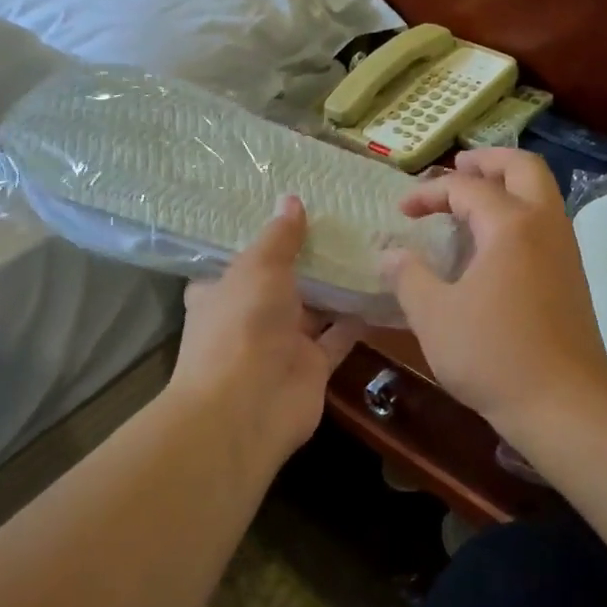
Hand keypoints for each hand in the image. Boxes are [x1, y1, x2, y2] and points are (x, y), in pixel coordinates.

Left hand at [170, 196, 361, 468]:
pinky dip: (359, 317)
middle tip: (345, 220)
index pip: (239, 258)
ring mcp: (282, 343)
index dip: (263, 236)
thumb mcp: (258, 268)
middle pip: (282, 281)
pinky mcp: (313, 366)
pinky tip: (384, 287)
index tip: (291, 208)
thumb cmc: (241, 325)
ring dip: (338, 285)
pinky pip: (340, 335)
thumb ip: (279, 236)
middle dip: (309, 257)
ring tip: (371, 245)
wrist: (248, 407)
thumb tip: (290, 198)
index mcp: (221, 291)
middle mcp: (250, 316)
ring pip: (315, 307)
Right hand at [382, 149, 606, 443]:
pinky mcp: (572, 274)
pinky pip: (545, 222)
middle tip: (456, 168)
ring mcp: (565, 249)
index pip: (466, 188)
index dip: (429, 193)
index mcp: (511, 225)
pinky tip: (493, 244)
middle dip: (486, 161)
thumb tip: (389, 254)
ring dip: (507, 185)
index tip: (402, 212)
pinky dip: (519, 212)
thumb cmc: (494, 355)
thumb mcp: (434, 316)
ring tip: (471, 200)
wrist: (565, 403)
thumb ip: (408, 277)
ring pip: (541, 193)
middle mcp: (545, 224)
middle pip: (523, 167)